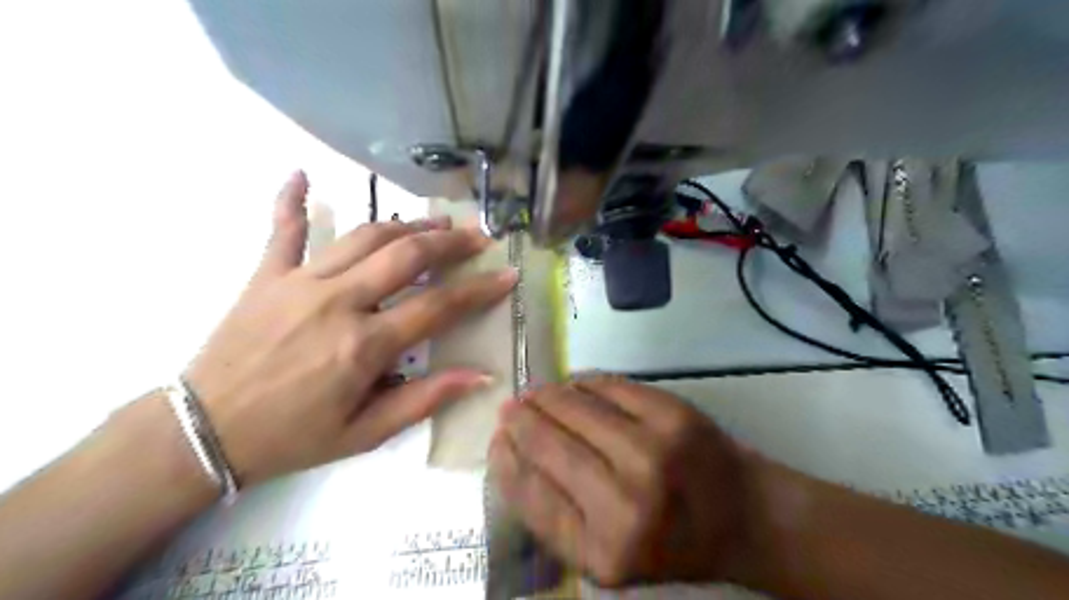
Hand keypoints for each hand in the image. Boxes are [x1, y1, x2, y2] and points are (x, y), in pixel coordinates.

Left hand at [185, 172, 518, 486]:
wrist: (203, 433)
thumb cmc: (293, 437)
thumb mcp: (366, 433)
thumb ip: (425, 399)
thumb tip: (481, 376)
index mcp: (364, 345)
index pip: (438, 306)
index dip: (479, 290)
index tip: (507, 275)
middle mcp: (337, 301)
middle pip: (406, 255)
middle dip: (450, 241)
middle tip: (478, 236)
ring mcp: (299, 282)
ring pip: (363, 236)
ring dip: (405, 224)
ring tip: (435, 222)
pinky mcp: (266, 276)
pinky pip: (282, 230)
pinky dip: (290, 201)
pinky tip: (299, 175)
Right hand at [490, 378, 750, 587]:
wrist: (742, 516)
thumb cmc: (669, 540)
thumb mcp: (607, 553)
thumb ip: (557, 514)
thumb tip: (511, 452)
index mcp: (603, 552)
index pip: (532, 494)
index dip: (506, 461)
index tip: (497, 441)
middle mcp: (626, 503)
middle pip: (549, 444)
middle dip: (520, 421)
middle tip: (510, 409)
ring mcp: (652, 451)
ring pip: (574, 407)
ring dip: (546, 396)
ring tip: (535, 394)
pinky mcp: (673, 414)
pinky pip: (607, 386)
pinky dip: (582, 382)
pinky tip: (572, 386)